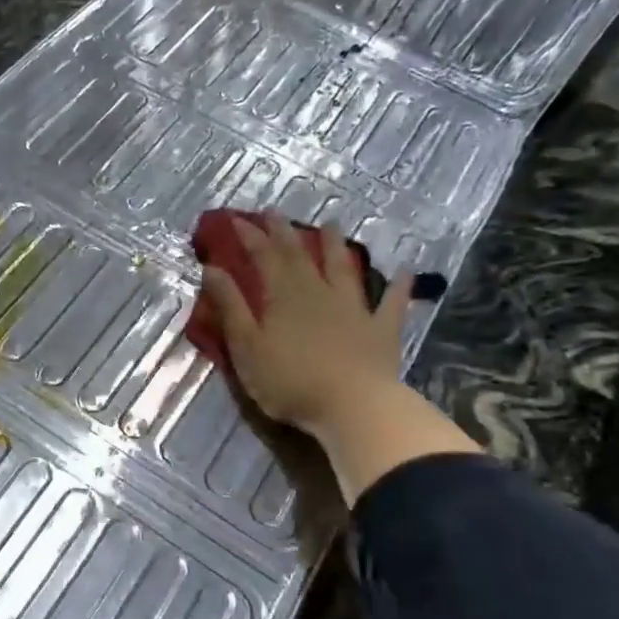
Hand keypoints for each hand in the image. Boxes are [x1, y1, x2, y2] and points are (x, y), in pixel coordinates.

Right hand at [202, 215, 413, 437]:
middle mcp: (318, 292)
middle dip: (284, 232)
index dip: (249, 236)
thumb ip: (230, 307)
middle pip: (299, 255)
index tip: (236, 219)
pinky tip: (407, 270)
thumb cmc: (289, 381)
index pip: (263, 257)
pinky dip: (399, 285)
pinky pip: (392, 302)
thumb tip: (212, 269)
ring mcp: (354, 308)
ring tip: (331, 224)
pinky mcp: (382, 329)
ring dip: (336, 245)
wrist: (352, 406)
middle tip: (274, 212)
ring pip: (343, 269)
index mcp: (282, 297)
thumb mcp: (246, 346)